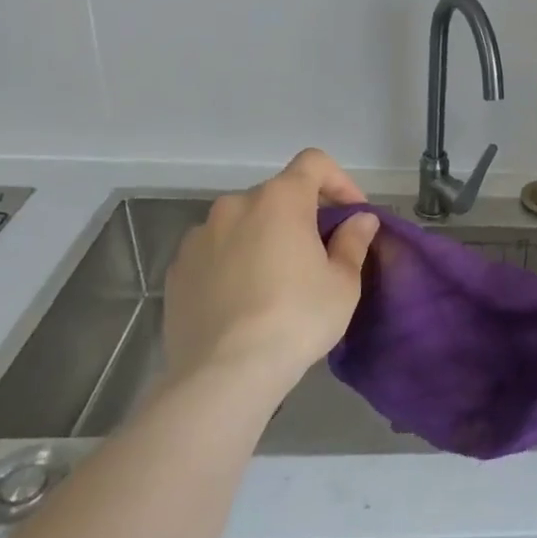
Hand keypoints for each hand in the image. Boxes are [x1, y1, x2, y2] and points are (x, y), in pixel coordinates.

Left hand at [163, 148, 379, 395]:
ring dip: (265, 237)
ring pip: (243, 223)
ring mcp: (199, 237)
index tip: (352, 215)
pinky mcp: (175, 270)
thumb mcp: (343, 283)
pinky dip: (234, 261)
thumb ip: (353, 241)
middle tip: (319, 254)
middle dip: (302, 215)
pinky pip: (215, 252)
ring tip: (277, 280)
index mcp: (279, 200)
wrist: (224, 374)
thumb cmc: (297, 318)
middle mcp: (235, 206)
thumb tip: (361, 220)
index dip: (339, 181)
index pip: (314, 163)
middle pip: (278, 194)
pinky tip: (244, 300)